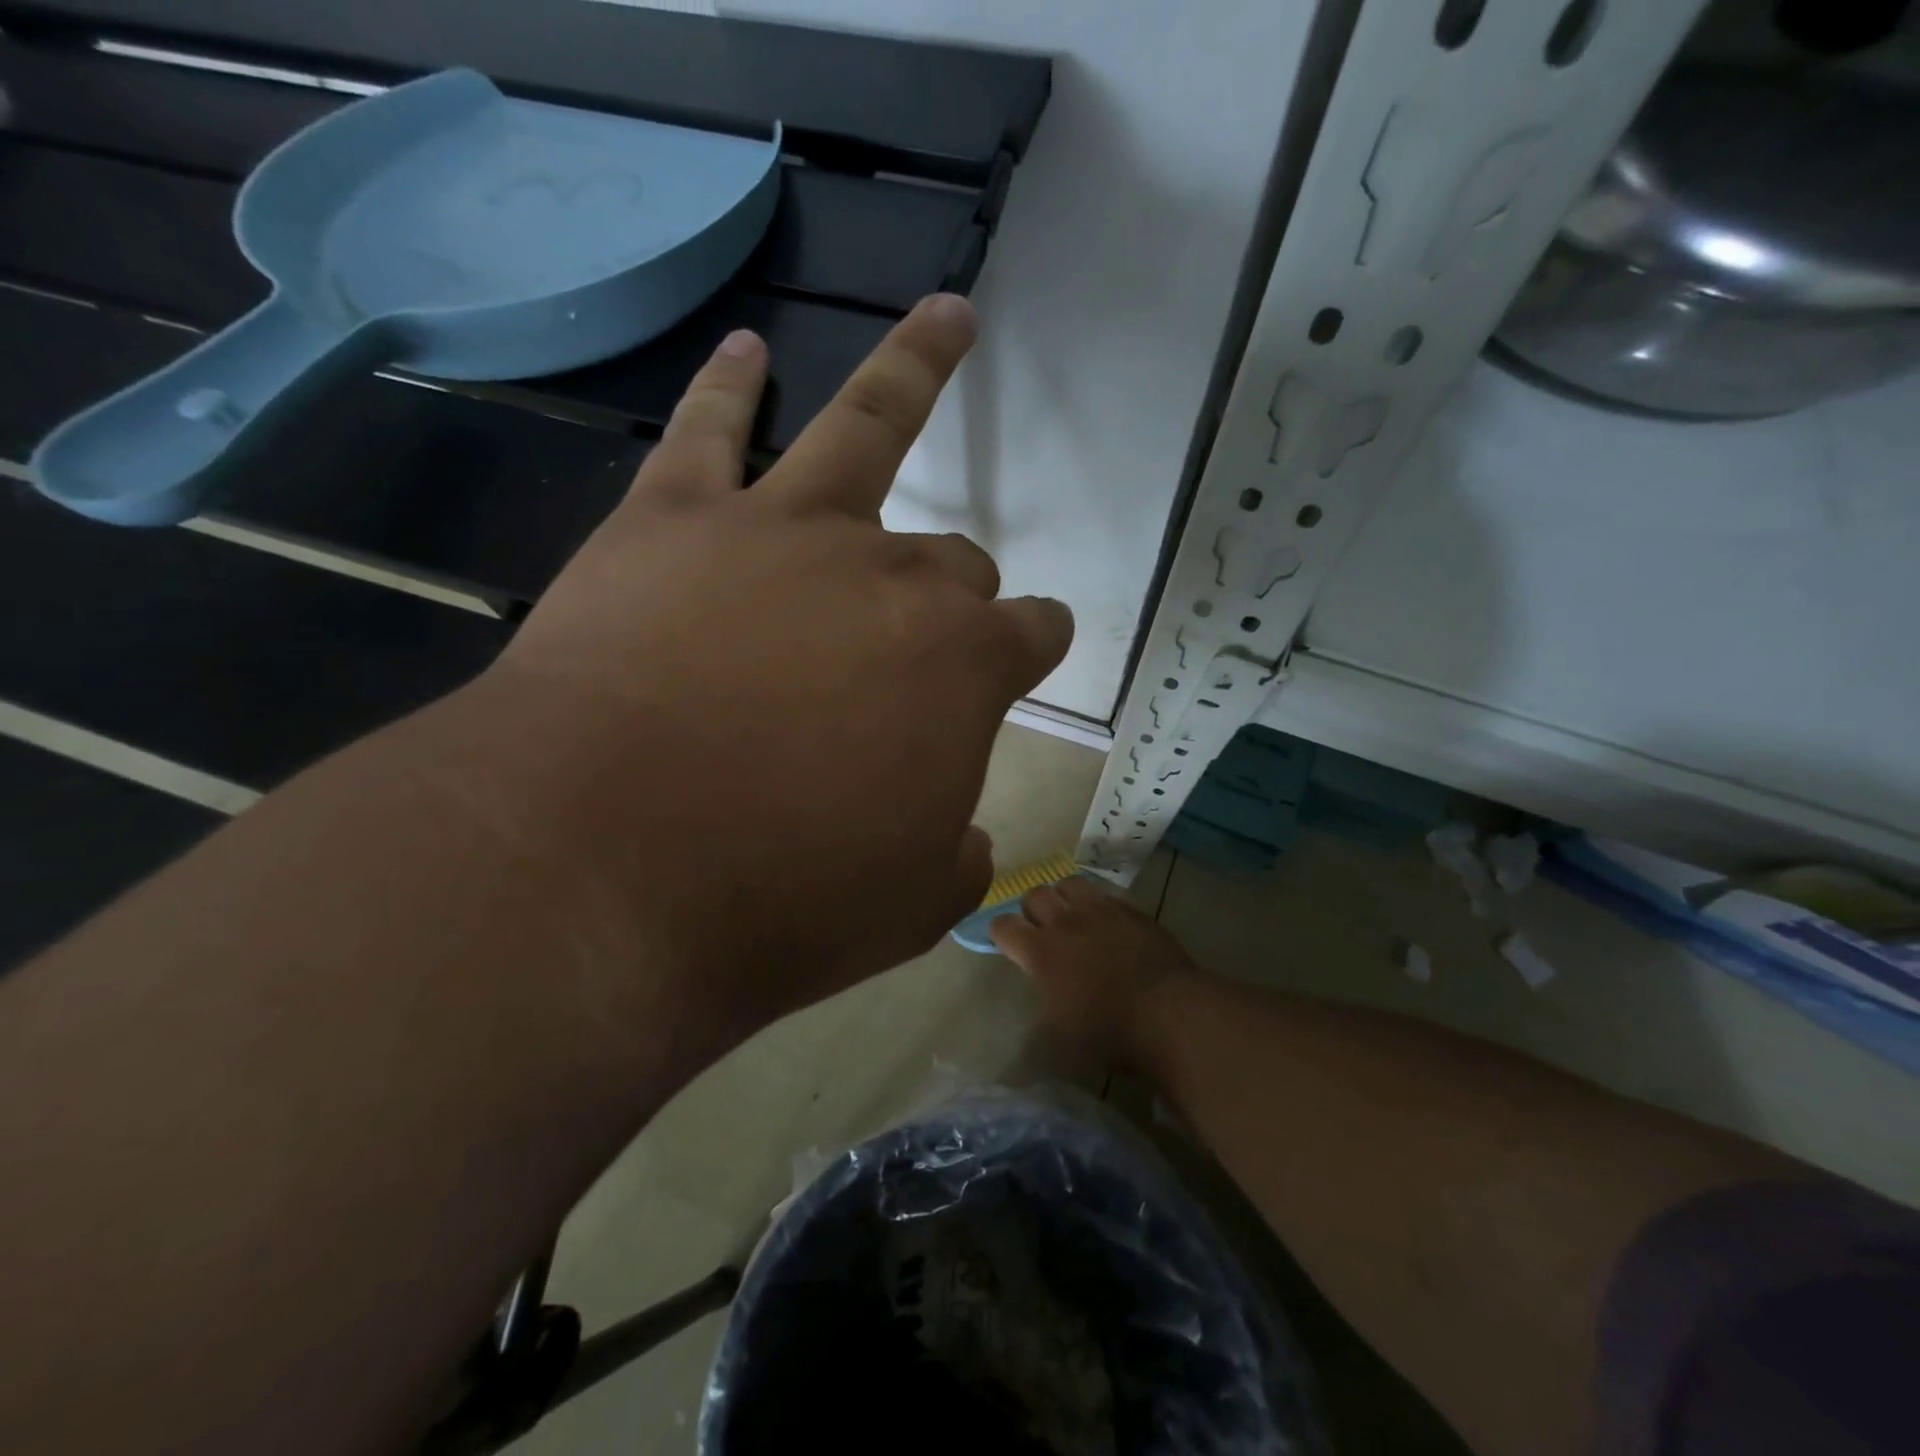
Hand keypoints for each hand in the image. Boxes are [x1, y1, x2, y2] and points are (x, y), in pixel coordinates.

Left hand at [466, 296, 1073, 1035]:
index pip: (1030, 634)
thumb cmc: (779, 901)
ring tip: (950, 318)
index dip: (1035, 644)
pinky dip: (730, 387)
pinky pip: (711, 430)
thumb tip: (960, 833)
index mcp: (965, 667)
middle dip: (955, 590)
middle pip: (953, 559)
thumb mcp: (909, 905)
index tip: (1030, 652)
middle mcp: (893, 577)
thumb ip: (955, 856)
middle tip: (925, 632)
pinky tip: (747, 350)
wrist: (602, 873)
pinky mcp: (675, 521)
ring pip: (868, 424)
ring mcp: (786, 534)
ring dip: (918, 365)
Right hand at [989, 878, 1198, 1068]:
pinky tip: (1105, 924)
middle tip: (1040, 931)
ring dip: (1062, 898)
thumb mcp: (1060, 1044)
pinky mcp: (1130, 910)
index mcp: (1040, 952)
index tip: (1005, 944)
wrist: (1170, 1013)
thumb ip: (1037, 1026)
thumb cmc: (1110, 1033)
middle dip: (1030, 910)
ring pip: (1068, 884)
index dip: (999, 933)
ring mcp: (1100, 911)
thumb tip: (1029, 1028)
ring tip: (1070, 918)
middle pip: (1033, 895)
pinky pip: (1104, 894)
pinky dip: (1096, 905)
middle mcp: (1064, 923)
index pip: (1002, 925)